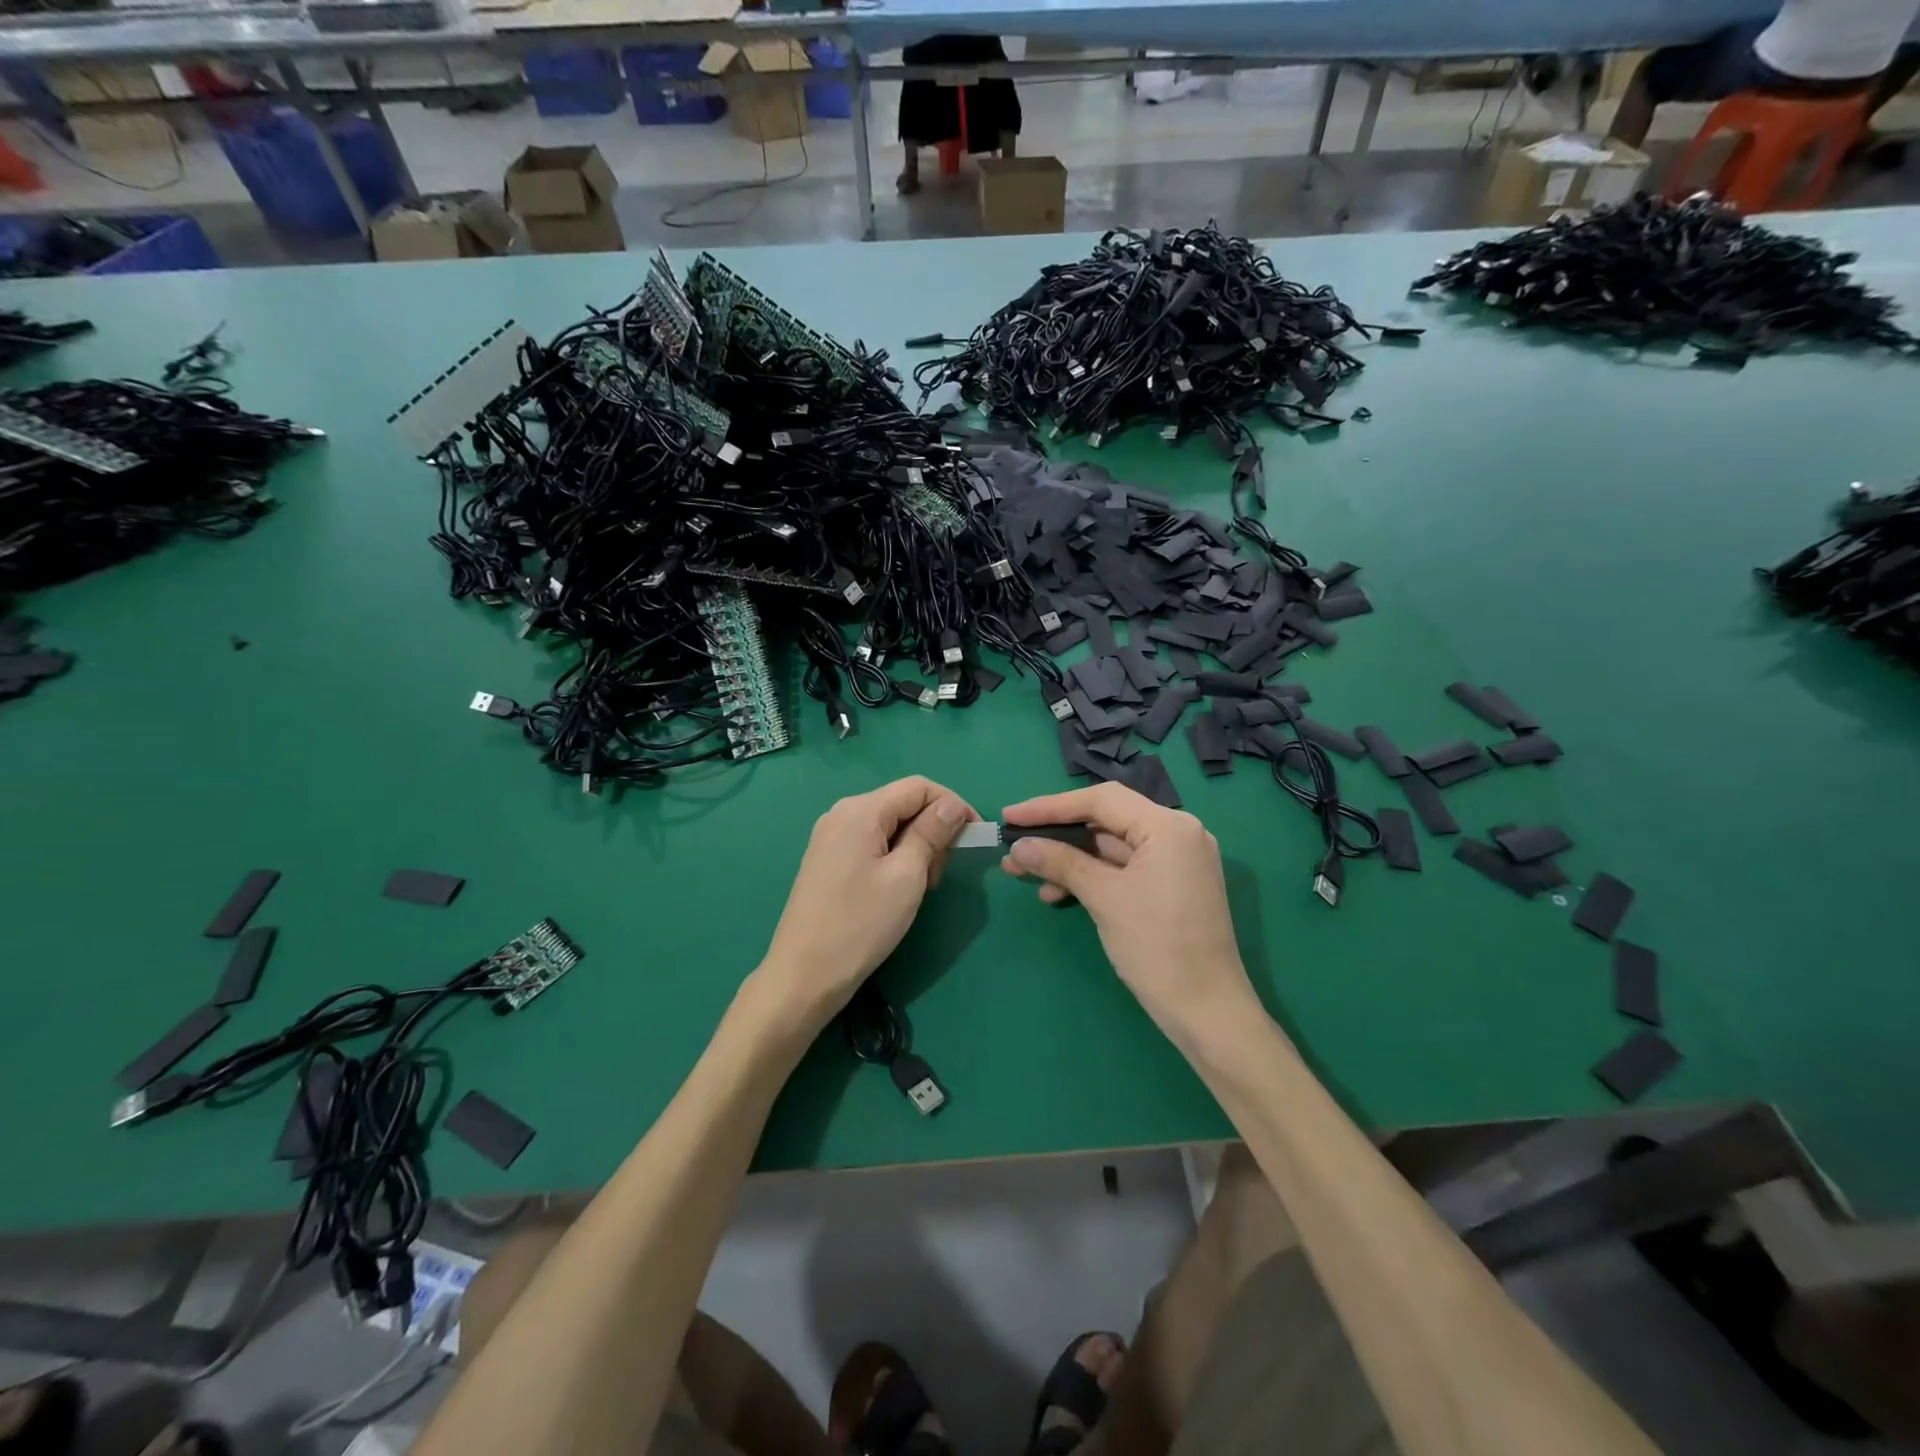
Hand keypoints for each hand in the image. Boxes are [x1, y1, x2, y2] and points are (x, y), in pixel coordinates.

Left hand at [758, 776, 975, 1032]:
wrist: (804, 975)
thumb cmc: (861, 924)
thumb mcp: (907, 876)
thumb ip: (931, 833)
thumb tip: (952, 806)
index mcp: (860, 810)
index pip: (919, 787)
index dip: (952, 805)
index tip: (975, 837)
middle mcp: (842, 813)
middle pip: (903, 804)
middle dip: (932, 830)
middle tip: (941, 874)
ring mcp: (831, 837)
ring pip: (890, 825)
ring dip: (916, 847)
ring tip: (921, 887)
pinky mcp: (828, 859)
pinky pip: (872, 843)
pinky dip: (895, 857)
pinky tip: (899, 888)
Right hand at [999, 783, 1255, 1038]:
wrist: (1208, 1013)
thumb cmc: (1157, 947)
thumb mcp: (1104, 898)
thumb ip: (1060, 863)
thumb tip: (1018, 847)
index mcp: (1169, 827)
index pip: (1101, 800)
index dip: (1050, 806)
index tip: (1010, 816)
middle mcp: (1178, 834)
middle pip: (1106, 820)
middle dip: (1057, 835)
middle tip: (1013, 846)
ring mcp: (1177, 861)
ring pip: (1111, 847)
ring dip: (1069, 859)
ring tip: (1023, 873)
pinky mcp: (1171, 886)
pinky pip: (1123, 869)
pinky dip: (1091, 877)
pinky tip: (1057, 893)